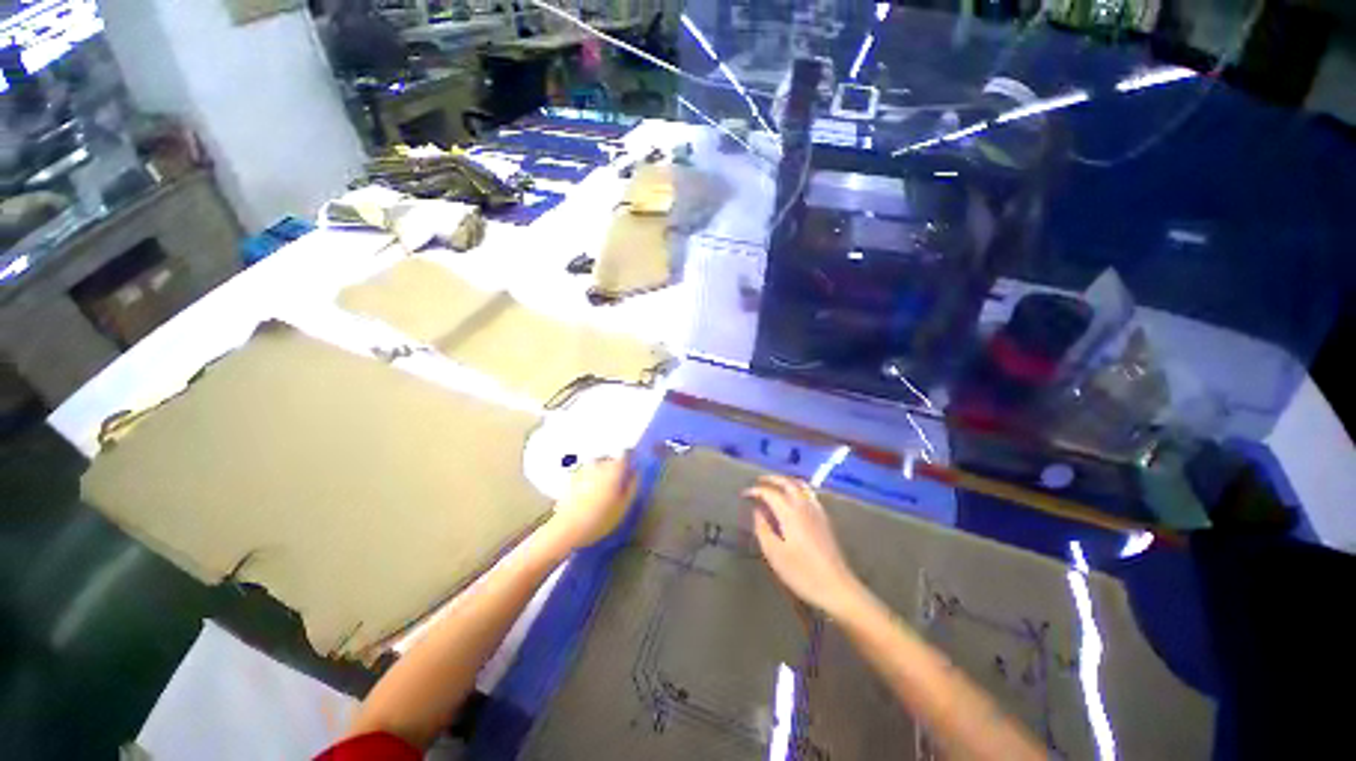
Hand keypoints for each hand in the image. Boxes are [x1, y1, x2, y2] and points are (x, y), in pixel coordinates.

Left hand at [546, 453, 637, 552]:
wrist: (567, 528)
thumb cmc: (600, 518)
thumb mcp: (624, 505)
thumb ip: (632, 486)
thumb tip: (636, 473)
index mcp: (614, 468)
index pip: (625, 453)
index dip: (629, 460)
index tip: (631, 470)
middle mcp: (598, 463)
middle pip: (610, 459)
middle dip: (614, 468)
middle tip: (617, 484)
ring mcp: (583, 469)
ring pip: (596, 465)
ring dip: (601, 473)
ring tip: (602, 491)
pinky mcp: (571, 478)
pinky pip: (585, 473)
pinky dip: (588, 479)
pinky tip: (588, 495)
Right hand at [745, 475, 866, 617]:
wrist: (836, 587)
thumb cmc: (801, 572)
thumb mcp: (774, 553)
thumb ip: (763, 529)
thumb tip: (757, 511)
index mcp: (790, 513)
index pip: (770, 493)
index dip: (756, 491)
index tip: (744, 494)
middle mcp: (804, 506)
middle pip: (787, 483)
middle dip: (771, 479)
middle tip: (758, 481)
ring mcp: (817, 511)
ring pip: (800, 486)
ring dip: (786, 481)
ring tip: (775, 485)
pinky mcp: (824, 519)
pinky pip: (809, 494)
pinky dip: (797, 489)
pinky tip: (794, 499)